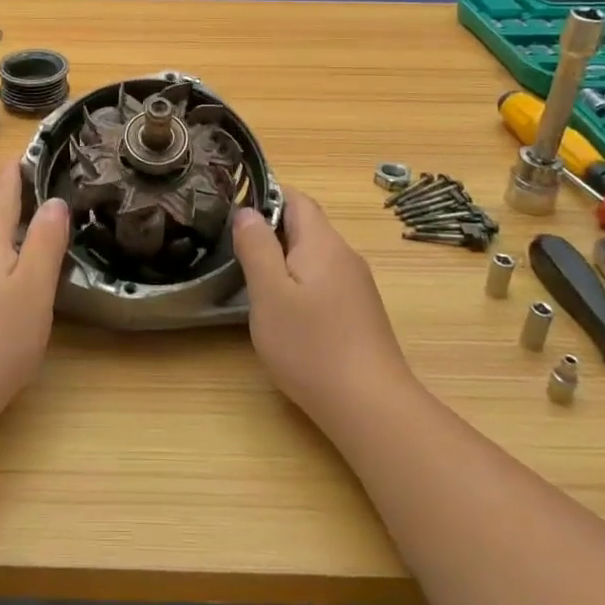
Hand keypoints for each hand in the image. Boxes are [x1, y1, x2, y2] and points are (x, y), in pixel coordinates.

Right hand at [233, 187, 413, 432]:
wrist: (371, 407)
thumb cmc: (311, 346)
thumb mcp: (269, 293)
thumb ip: (256, 246)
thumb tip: (247, 211)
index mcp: (322, 242)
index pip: (295, 197)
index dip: (264, 197)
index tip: (234, 214)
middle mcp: (345, 255)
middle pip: (306, 226)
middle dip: (271, 231)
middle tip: (236, 251)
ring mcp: (357, 285)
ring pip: (314, 256)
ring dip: (284, 260)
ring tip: (254, 282)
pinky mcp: (360, 313)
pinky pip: (325, 281)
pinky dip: (301, 284)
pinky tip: (287, 313)